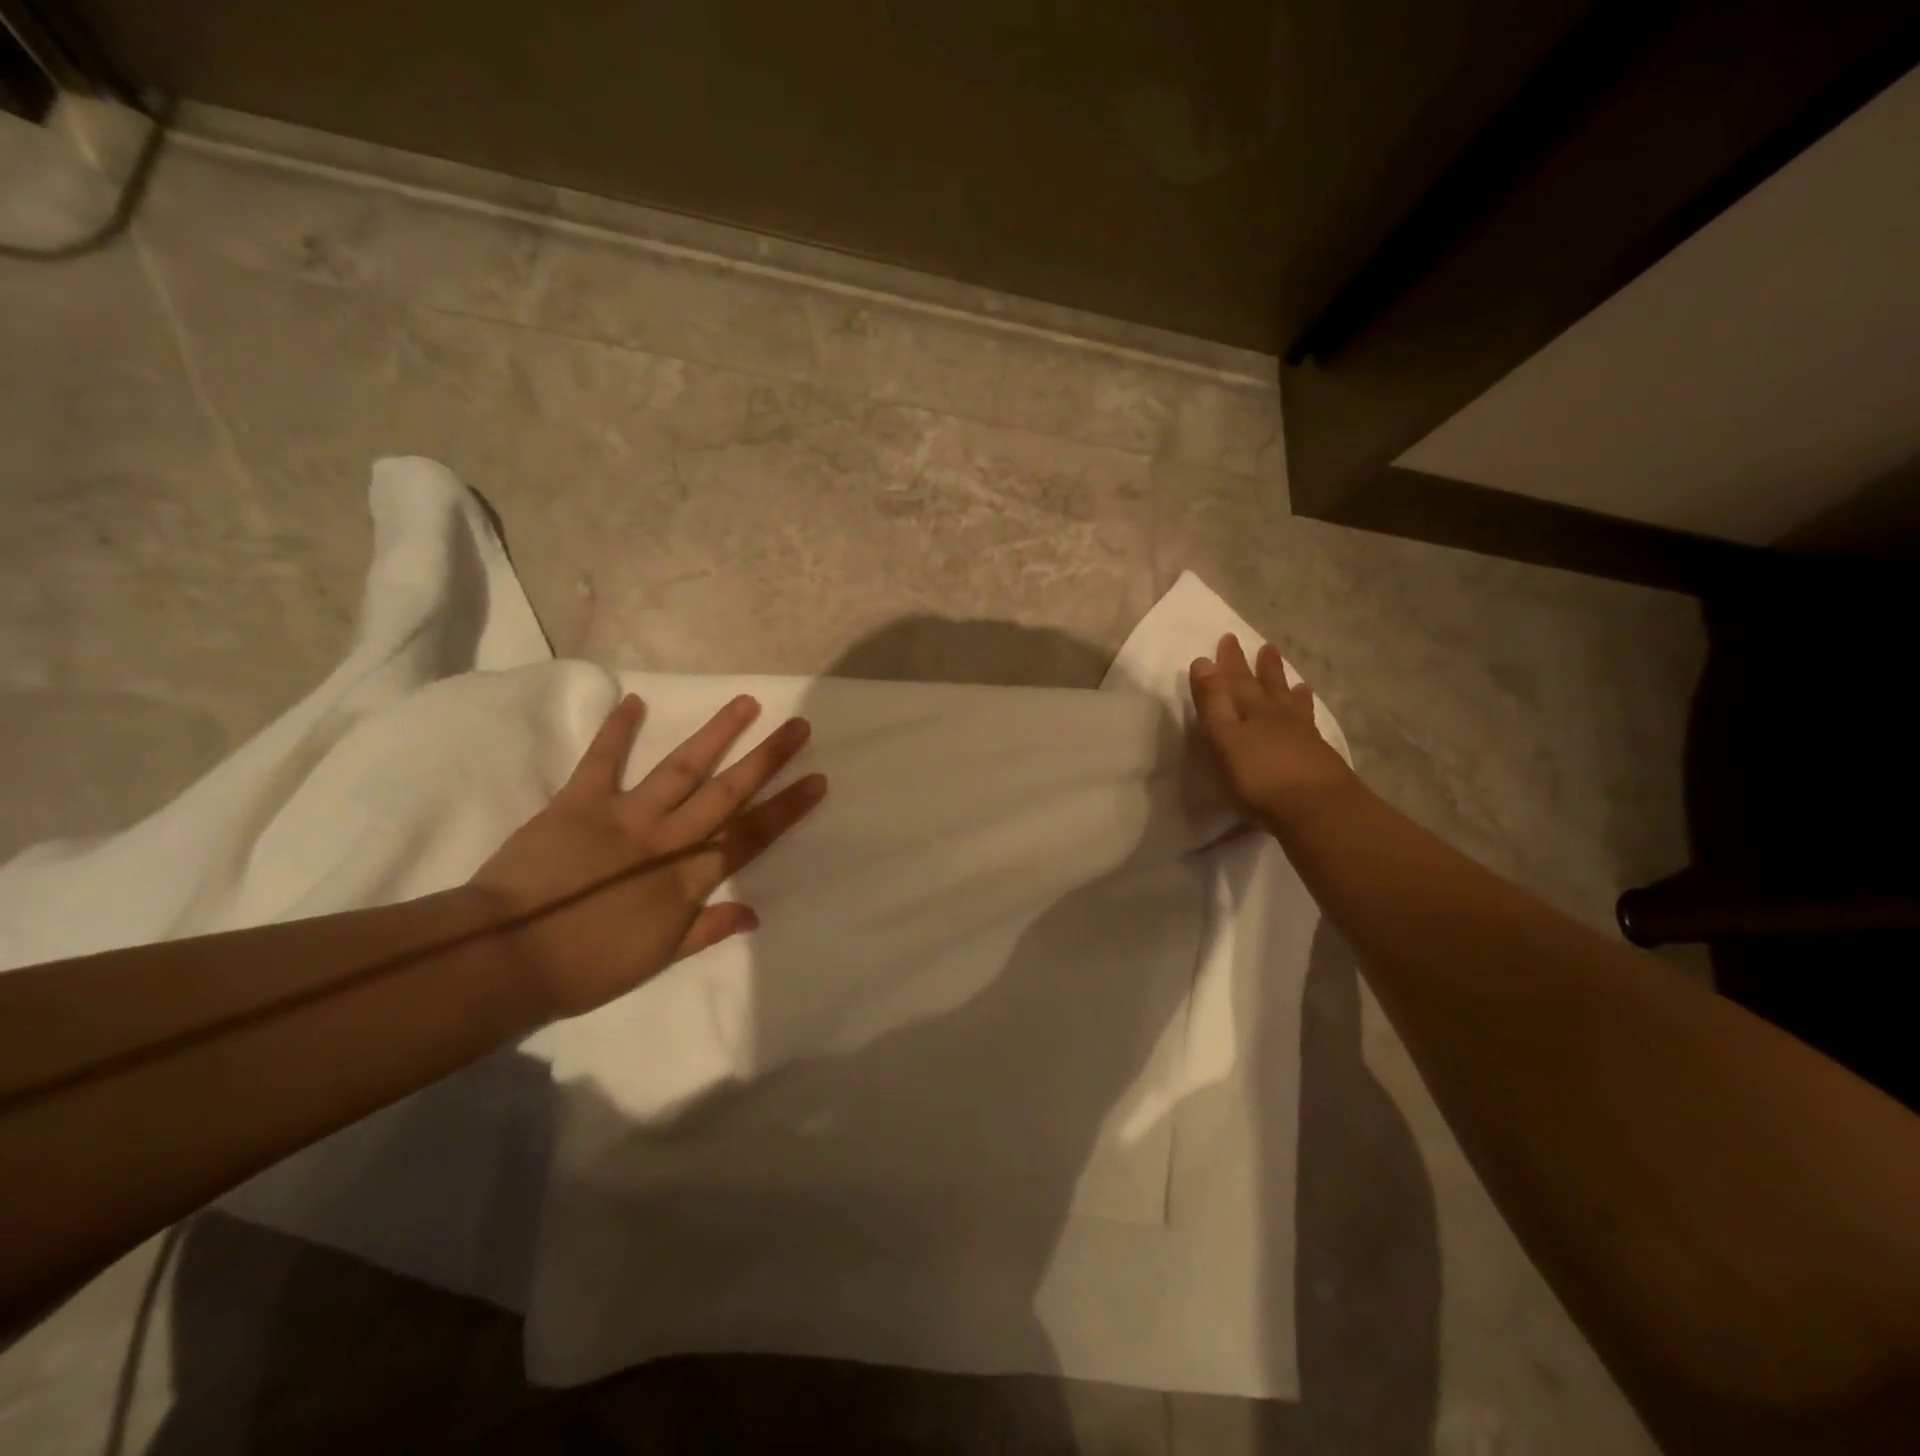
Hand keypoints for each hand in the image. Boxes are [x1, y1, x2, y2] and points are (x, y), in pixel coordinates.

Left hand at [468, 693, 825, 1017]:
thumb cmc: (586, 967)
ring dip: (715, 734)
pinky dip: (616, 731)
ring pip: (681, 768)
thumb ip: (707, 930)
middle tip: (798, 726)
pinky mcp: (579, 802)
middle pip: (727, 792)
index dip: (787, 808)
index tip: (817, 779)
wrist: (504, 957)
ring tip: (745, 703)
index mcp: (687, 878)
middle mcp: (667, 838)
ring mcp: (625, 815)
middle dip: (767, 759)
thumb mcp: (656, 959)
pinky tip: (634, 701)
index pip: (750, 836)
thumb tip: (755, 913)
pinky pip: (601, 761)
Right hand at [1190, 634, 1354, 830]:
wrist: (1317, 810)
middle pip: (1268, 687)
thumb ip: (1213, 702)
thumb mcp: (1224, 738)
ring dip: (1288, 690)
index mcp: (1252, 711)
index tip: (1228, 639)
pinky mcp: (1319, 758)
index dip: (1230, 662)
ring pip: (1292, 705)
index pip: (1237, 680)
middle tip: (1266, 647)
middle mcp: (1278, 717)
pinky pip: (1309, 726)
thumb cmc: (1259, 777)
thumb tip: (1203, 661)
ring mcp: (1303, 736)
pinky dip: (1306, 716)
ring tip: (1294, 679)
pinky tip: (1309, 720)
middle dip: (1263, 668)